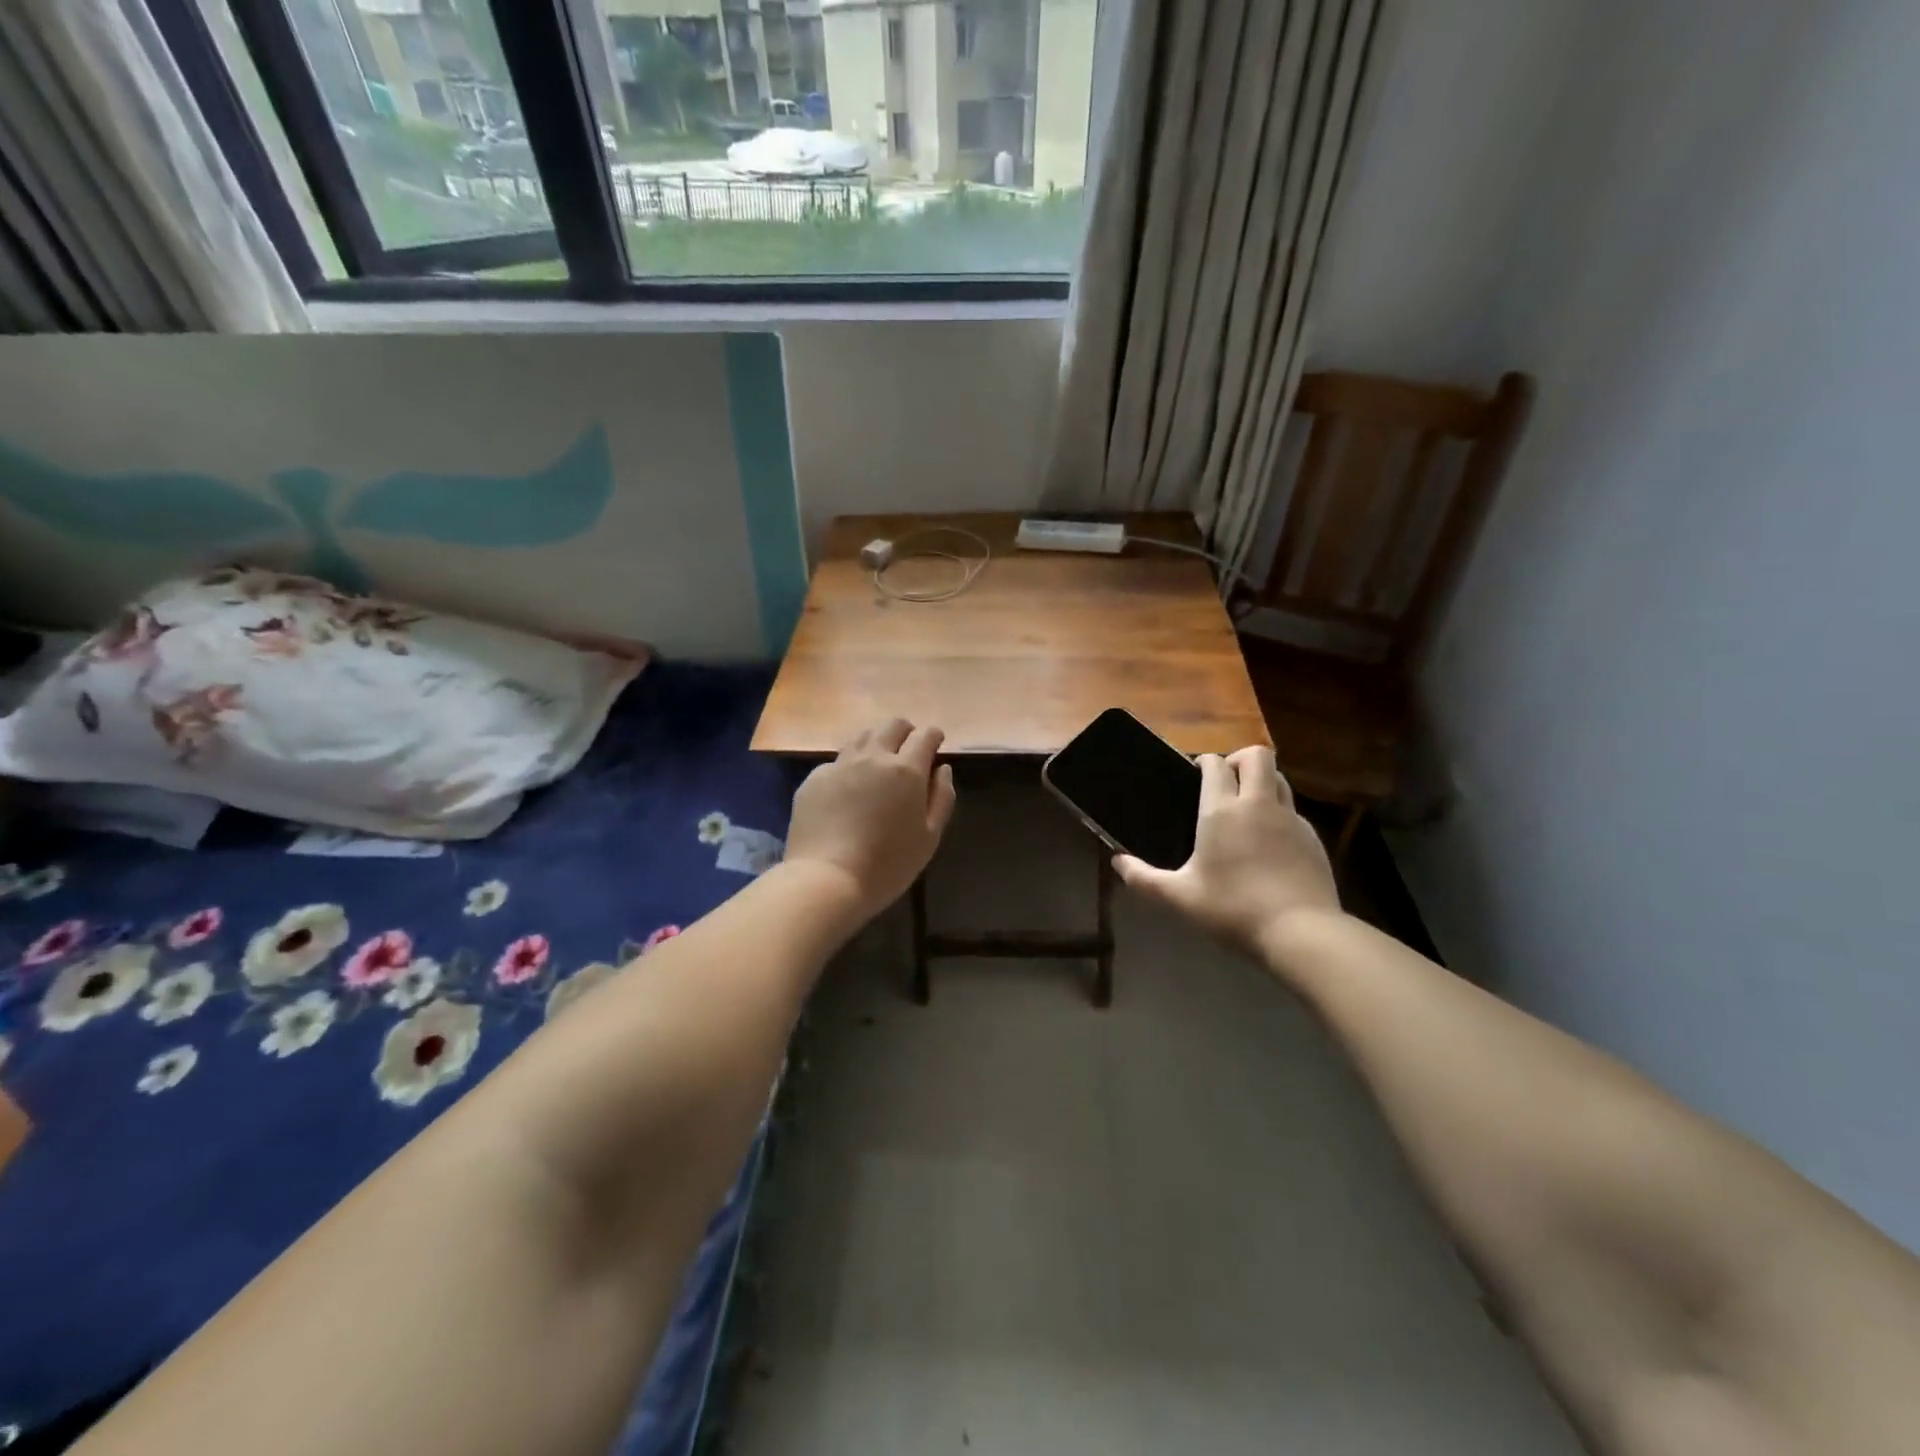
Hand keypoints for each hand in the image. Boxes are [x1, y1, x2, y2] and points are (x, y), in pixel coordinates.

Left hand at [784, 719, 956, 922]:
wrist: (826, 879)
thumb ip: (942, 797)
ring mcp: (840, 765)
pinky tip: (847, 791)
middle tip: (908, 750)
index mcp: (906, 770)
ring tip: (878, 765)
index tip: (936, 744)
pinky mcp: (814, 779)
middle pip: (892, 725)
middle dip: (905, 731)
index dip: (933, 736)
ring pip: (862, 737)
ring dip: (876, 743)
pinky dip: (849, 768)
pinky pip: (837, 762)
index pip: (925, 735)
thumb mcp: (930, 837)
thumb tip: (942, 769)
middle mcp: (873, 757)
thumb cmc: (888, 864)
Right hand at [1112, 747, 1339, 952]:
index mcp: (1222, 811)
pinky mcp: (1313, 838)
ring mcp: (1291, 819)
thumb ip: (1144, 879)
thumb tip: (1117, 862)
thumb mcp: (1180, 898)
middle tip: (1225, 783)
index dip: (1205, 762)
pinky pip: (1293, 811)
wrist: (1301, 932)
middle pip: (1257, 756)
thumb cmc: (1233, 910)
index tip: (1195, 775)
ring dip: (1262, 782)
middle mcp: (1258, 804)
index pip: (1215, 764)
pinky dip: (1279, 814)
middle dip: (1239, 760)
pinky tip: (1269, 843)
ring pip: (1279, 779)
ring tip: (1246, 808)